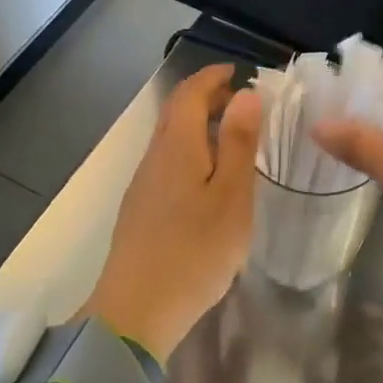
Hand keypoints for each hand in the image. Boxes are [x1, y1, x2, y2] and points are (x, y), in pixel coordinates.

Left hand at [88, 65, 259, 359]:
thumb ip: (238, 143)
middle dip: (207, 99)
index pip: (189, 93)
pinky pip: (168, 165)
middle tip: (243, 104)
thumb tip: (244, 93)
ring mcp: (143, 185)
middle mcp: (153, 157)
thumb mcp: (231, 196)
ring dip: (200, 128)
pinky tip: (210, 181)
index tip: (238, 71)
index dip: (212, 76)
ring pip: (171, 141)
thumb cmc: (195, 251)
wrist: (137, 311)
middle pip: (176, 114)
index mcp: (176, 146)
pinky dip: (192, 154)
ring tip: (234, 140)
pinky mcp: (141, 210)